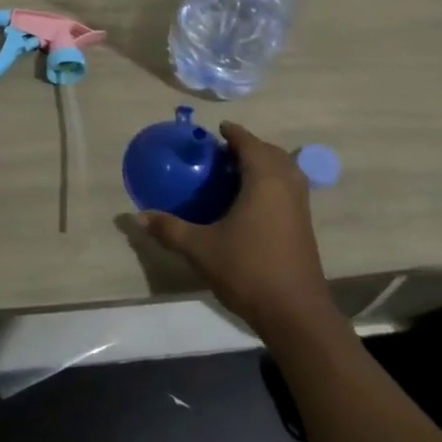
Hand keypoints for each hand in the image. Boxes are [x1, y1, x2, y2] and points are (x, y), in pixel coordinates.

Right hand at [140, 122, 334, 337]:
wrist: (295, 313)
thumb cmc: (248, 270)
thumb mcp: (201, 249)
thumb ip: (170, 229)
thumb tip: (138, 216)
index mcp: (264, 181)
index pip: (250, 144)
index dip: (234, 133)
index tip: (218, 128)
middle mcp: (286, 186)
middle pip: (272, 153)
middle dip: (250, 147)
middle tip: (224, 153)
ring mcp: (300, 206)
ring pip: (285, 171)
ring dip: (265, 165)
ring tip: (237, 174)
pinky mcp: (304, 226)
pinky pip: (288, 189)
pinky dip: (272, 183)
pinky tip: (252, 203)